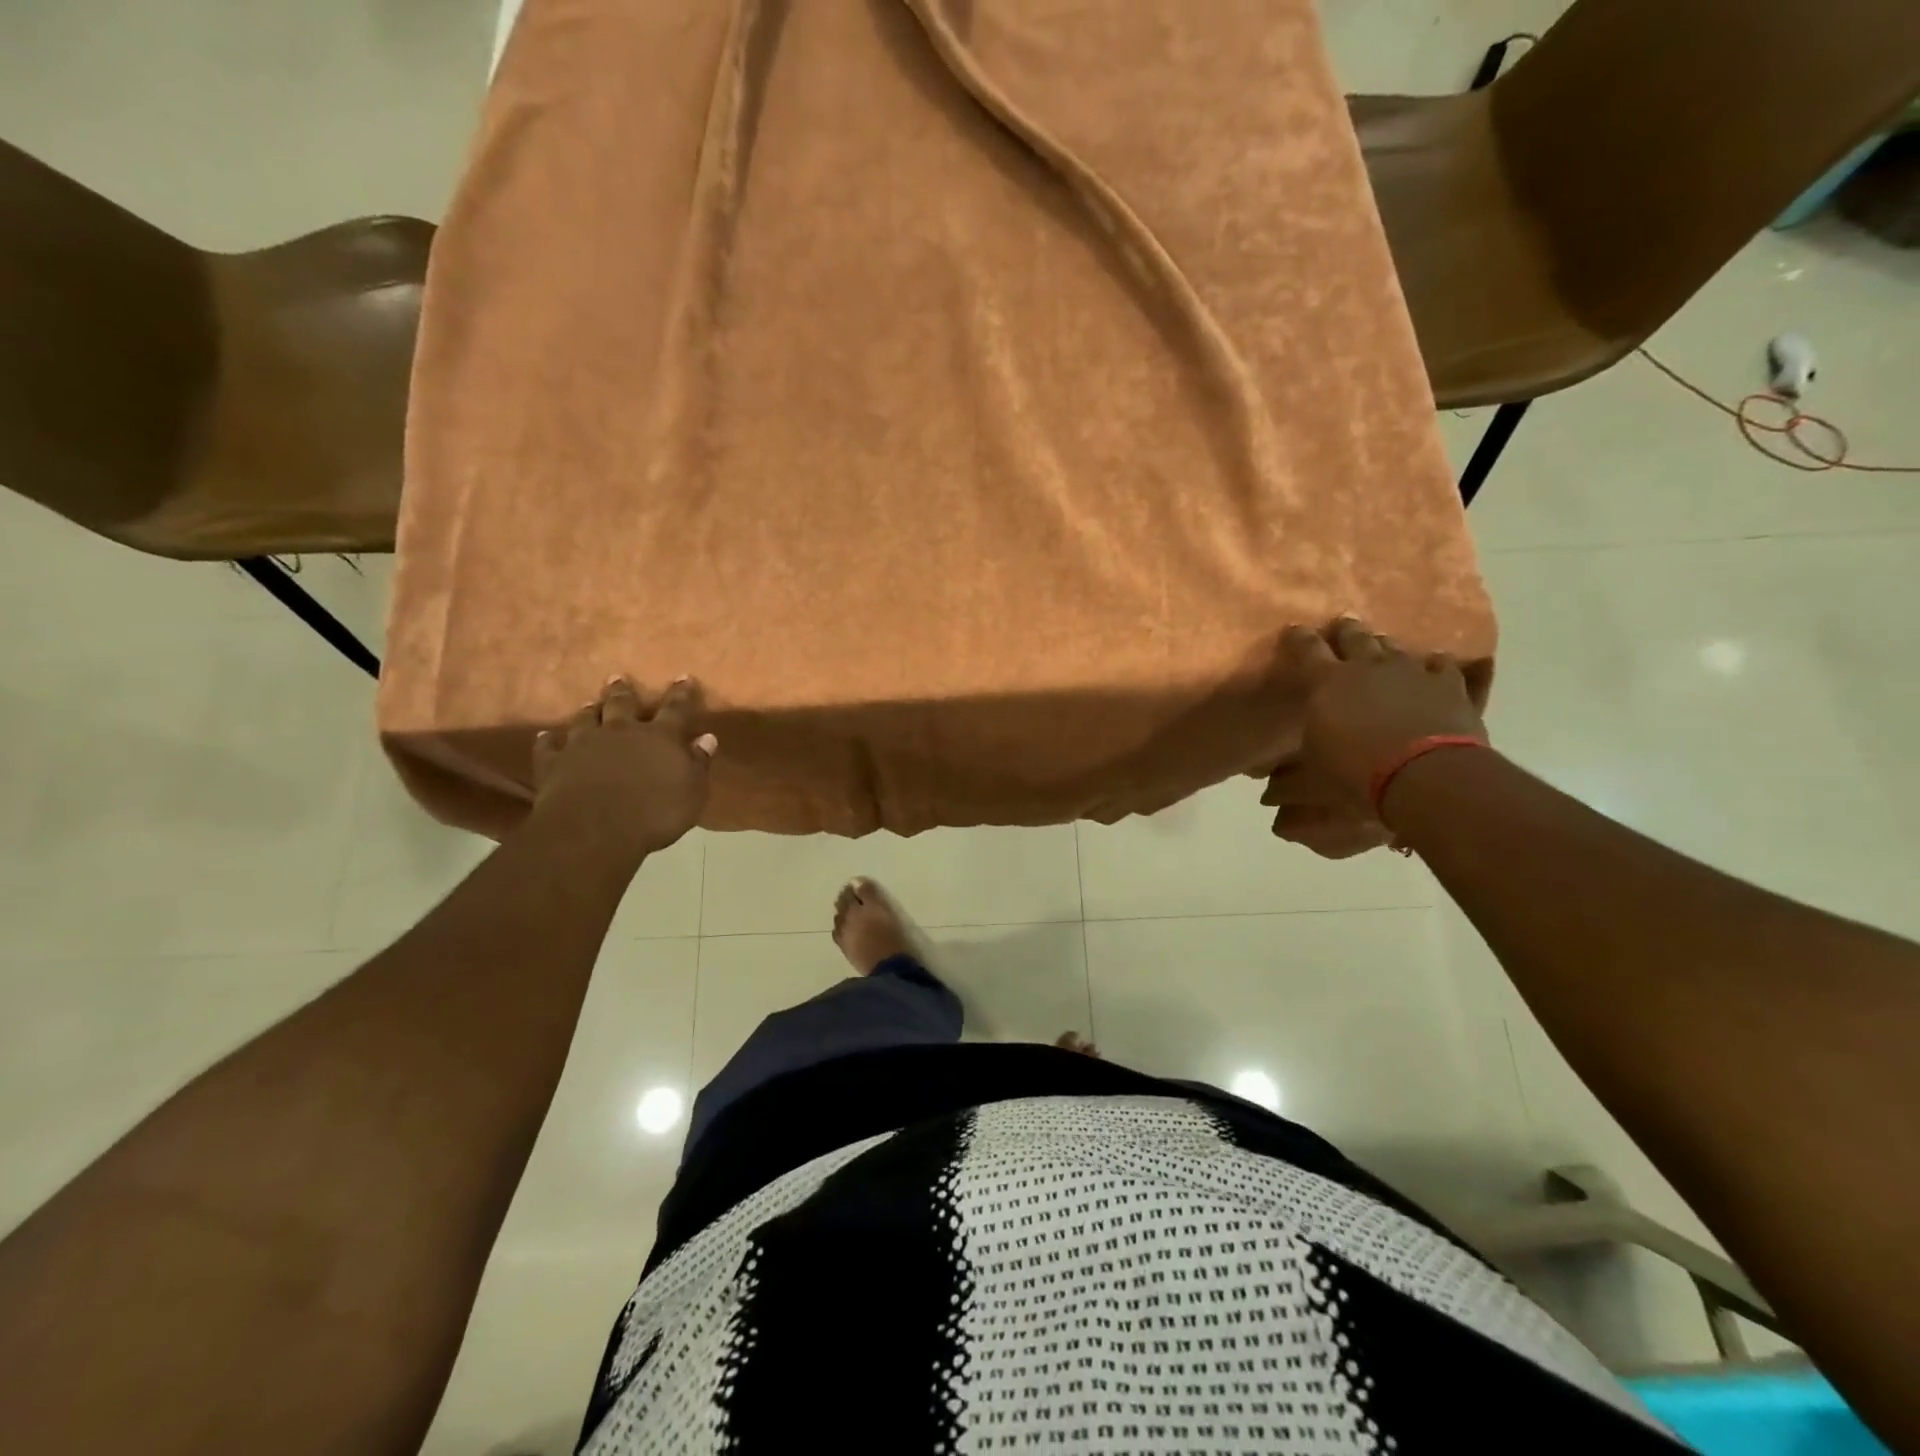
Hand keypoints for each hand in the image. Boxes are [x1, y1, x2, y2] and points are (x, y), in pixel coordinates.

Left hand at [532, 677, 717, 856]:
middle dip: (623, 691)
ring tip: (591, 703)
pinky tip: (546, 736)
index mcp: (660, 737)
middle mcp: (621, 732)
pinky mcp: (555, 763)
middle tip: (619, 678)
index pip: (675, 709)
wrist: (594, 830)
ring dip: (590, 710)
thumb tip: (706, 738)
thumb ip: (698, 763)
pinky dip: (549, 740)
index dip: (681, 693)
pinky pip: (549, 746)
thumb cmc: (655, 813)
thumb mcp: (692, 791)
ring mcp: (584, 745)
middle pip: (622, 705)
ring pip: (586, 719)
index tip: (683, 677)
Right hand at [1261, 618, 1486, 836]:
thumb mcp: (1314, 780)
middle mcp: (1367, 666)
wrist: (1426, 776)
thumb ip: (1292, 780)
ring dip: (1383, 646)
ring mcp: (1411, 671)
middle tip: (1341, 626)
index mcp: (1326, 682)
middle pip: (1354, 636)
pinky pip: (1441, 665)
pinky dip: (1433, 665)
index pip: (1306, 649)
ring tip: (1381, 645)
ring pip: (1393, 646)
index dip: (1298, 637)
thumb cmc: (1356, 773)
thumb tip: (1268, 798)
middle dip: (1344, 631)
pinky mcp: (1448, 685)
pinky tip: (1433, 667)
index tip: (1293, 629)